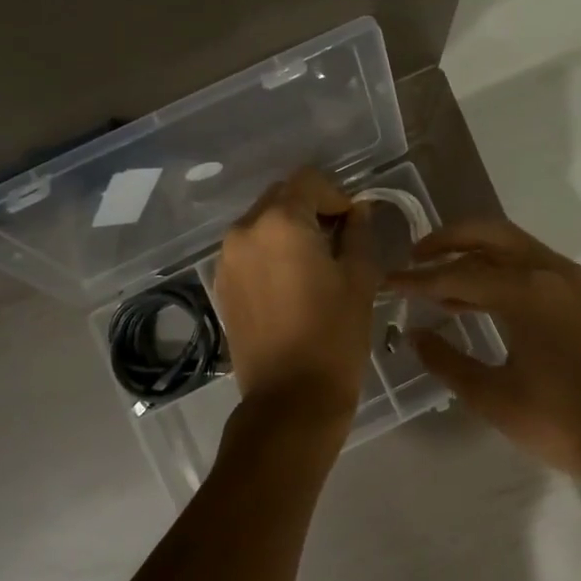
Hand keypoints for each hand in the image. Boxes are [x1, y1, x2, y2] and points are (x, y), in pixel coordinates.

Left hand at [214, 168, 378, 440]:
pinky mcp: (221, 285)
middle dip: (311, 209)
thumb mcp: (359, 278)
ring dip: (289, 230)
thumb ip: (358, 233)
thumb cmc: (334, 335)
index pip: (309, 181)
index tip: (354, 224)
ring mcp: (226, 259)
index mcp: (280, 221)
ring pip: (262, 223)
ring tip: (314, 264)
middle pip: (281, 197)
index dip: (337, 195)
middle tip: (338, 241)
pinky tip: (290, 283)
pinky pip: (248, 250)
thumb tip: (358, 211)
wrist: (290, 399)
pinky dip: (270, 252)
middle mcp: (244, 230)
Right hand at [388, 220, 580, 487]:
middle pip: (489, 234)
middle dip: (447, 240)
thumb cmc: (563, 422)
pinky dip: (499, 268)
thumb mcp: (494, 397)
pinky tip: (479, 297)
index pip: (457, 273)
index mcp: (526, 291)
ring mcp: (571, 280)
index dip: (418, 280)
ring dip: (474, 252)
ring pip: (512, 245)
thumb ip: (447, 361)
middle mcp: (549, 271)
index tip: (388, 282)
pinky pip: (531, 264)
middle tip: (414, 257)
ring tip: (438, 276)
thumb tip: (414, 334)